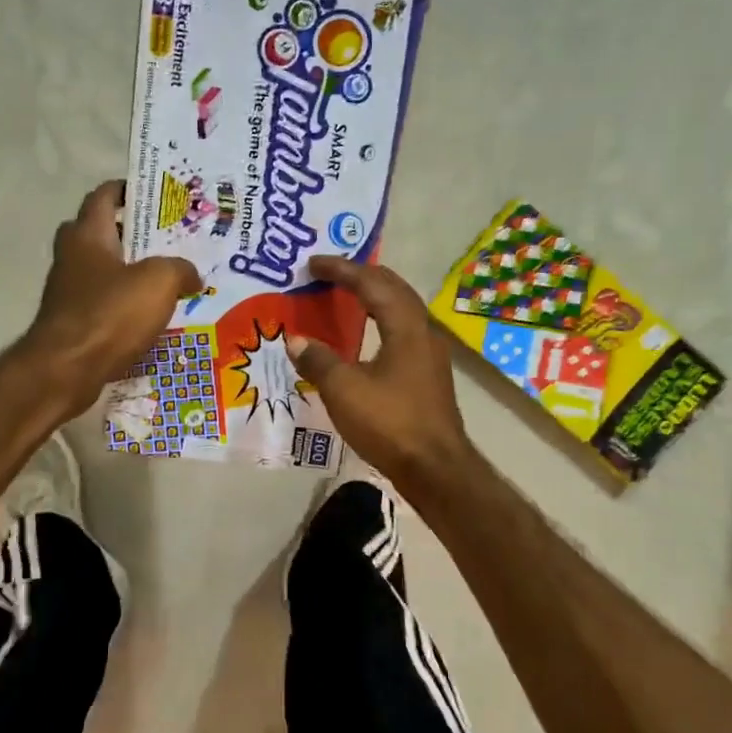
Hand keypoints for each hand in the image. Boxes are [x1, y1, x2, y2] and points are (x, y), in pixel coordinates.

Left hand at [25, 181, 200, 414]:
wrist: (67, 369)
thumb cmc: (110, 314)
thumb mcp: (159, 282)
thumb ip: (180, 269)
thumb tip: (192, 276)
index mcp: (88, 234)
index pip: (103, 195)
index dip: (127, 189)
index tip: (154, 194)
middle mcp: (72, 256)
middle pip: (99, 231)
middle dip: (129, 232)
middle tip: (164, 239)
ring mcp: (68, 290)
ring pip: (102, 269)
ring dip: (129, 271)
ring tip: (166, 279)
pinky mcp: (72, 321)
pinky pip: (102, 302)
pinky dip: (123, 303)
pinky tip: (150, 316)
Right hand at [285, 256, 475, 488]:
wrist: (436, 469)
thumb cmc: (390, 423)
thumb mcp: (344, 391)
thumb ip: (318, 360)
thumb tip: (295, 340)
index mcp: (405, 327)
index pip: (372, 284)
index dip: (342, 270)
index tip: (314, 263)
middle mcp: (423, 332)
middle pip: (394, 289)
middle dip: (362, 275)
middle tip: (332, 272)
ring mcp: (430, 354)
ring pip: (402, 310)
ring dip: (375, 296)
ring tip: (348, 294)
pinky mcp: (429, 375)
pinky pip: (403, 331)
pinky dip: (381, 320)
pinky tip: (366, 336)